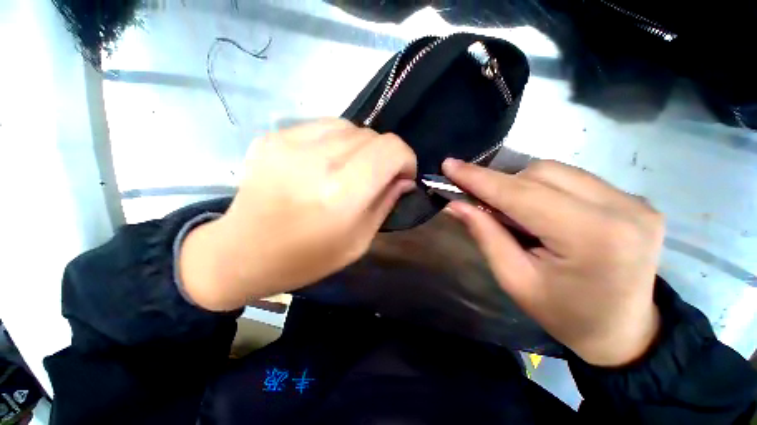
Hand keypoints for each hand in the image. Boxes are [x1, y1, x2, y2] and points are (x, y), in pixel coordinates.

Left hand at [180, 119, 416, 310]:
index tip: (402, 176)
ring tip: (348, 169)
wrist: (242, 252)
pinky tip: (323, 163)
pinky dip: (334, 141)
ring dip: (360, 147)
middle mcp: (318, 160)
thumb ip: (385, 204)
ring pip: (349, 126)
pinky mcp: (273, 136)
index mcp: (342, 192)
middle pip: (372, 135)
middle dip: (383, 156)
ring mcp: (290, 142)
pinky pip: (322, 126)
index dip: (406, 159)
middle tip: (375, 177)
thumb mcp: (358, 241)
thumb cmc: (307, 257)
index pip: (391, 149)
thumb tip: (404, 180)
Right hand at [442, 159, 662, 366]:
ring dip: (523, 184)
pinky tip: (541, 210)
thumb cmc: (563, 313)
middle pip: (542, 173)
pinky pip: (574, 178)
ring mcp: (634, 201)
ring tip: (513, 212)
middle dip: (502, 183)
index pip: (521, 194)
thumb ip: (485, 235)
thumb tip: (456, 204)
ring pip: (557, 171)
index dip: (480, 178)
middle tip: (481, 201)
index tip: (449, 166)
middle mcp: (621, 209)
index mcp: (591, 237)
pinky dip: (545, 188)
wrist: (622, 330)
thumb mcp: (514, 279)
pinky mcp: (635, 200)